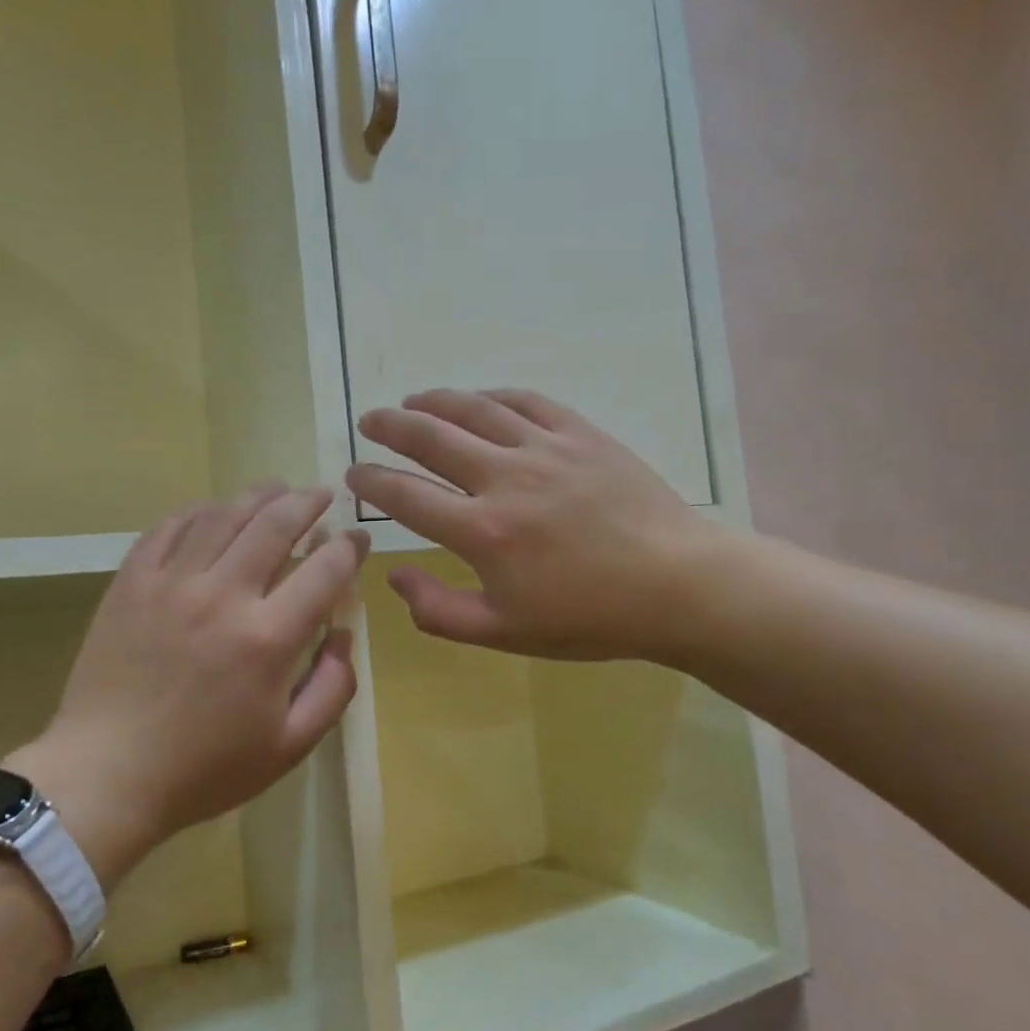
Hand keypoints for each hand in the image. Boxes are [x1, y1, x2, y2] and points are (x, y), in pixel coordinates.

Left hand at [5, 486, 367, 887]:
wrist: (106, 776)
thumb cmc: (205, 769)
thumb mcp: (290, 746)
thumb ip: (333, 688)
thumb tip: (344, 634)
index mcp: (268, 637)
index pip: (325, 569)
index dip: (350, 547)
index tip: (358, 538)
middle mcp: (223, 595)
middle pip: (276, 524)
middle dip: (308, 502)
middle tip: (323, 494)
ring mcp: (171, 583)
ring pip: (223, 514)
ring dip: (257, 494)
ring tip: (277, 488)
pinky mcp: (131, 583)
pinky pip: (168, 528)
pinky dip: (199, 511)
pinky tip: (213, 511)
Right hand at [346, 389, 716, 661]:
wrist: (676, 585)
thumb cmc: (589, 617)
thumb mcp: (505, 634)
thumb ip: (439, 611)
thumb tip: (394, 577)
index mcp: (482, 532)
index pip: (405, 497)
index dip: (371, 481)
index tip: (353, 474)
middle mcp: (505, 478)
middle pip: (431, 439)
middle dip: (390, 427)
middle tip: (369, 421)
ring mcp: (545, 448)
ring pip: (475, 410)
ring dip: (434, 401)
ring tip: (411, 400)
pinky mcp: (581, 434)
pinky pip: (526, 401)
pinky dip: (493, 396)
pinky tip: (480, 400)